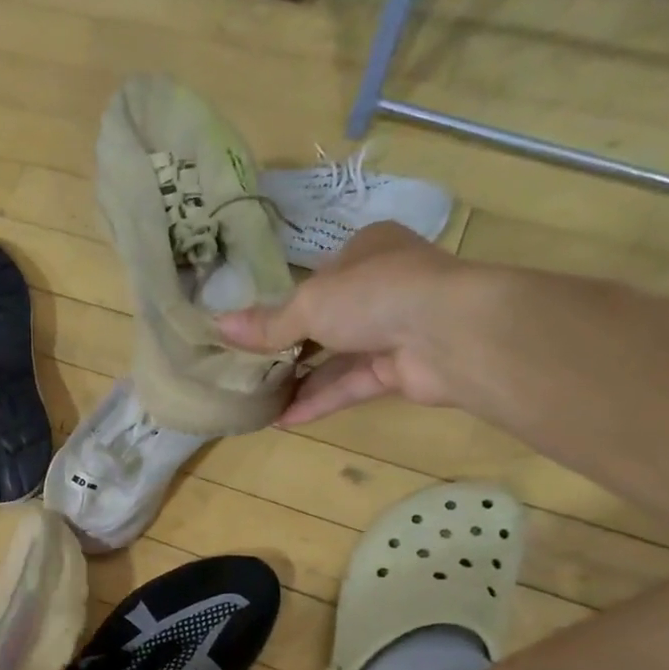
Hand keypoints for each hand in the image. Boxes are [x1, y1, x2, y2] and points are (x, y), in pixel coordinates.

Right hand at [217, 221, 476, 423]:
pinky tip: (283, 418)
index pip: (321, 275)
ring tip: (257, 398)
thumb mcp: (309, 303)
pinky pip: (351, 385)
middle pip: (327, 319)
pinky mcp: (401, 370)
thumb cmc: (375, 294)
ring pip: (338, 356)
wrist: (449, 333)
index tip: (253, 326)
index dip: (287, 299)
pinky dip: (319, 400)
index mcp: (367, 251)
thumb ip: (267, 323)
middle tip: (248, 367)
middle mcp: (384, 287)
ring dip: (300, 379)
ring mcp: (395, 330)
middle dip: (289, 346)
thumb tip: (218, 327)